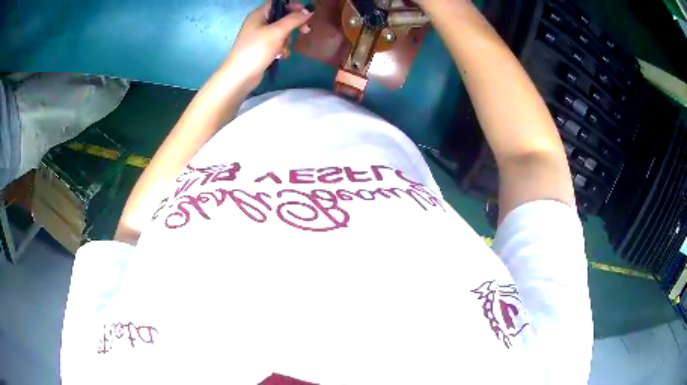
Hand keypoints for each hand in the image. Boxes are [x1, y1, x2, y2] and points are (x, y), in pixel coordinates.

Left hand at [222, 2, 312, 91]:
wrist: (240, 76)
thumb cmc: (256, 50)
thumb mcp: (277, 32)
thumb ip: (294, 19)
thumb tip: (308, 11)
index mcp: (259, 14)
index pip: (280, 3)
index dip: (294, 6)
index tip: (307, 14)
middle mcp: (258, 22)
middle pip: (282, 17)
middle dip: (294, 25)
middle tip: (305, 31)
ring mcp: (259, 36)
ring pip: (281, 31)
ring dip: (287, 39)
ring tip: (284, 48)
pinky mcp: (261, 48)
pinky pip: (277, 43)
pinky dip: (281, 48)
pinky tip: (280, 56)